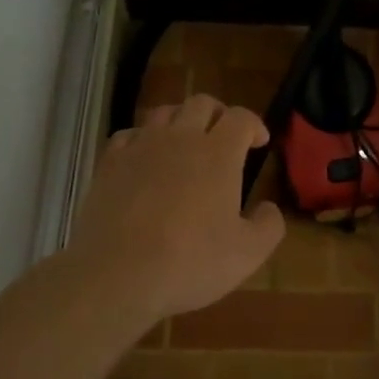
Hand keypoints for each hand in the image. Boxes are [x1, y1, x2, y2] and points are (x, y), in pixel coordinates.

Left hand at [68, 94, 285, 321]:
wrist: (118, 274)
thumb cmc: (190, 262)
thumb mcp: (248, 254)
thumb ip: (269, 225)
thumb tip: (268, 207)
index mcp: (218, 153)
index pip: (241, 118)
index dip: (254, 124)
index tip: (259, 142)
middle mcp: (180, 138)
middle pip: (201, 103)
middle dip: (218, 114)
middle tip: (224, 137)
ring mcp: (141, 147)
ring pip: (163, 112)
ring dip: (180, 120)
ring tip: (185, 143)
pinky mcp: (110, 163)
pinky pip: (129, 135)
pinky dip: (143, 139)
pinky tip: (145, 158)